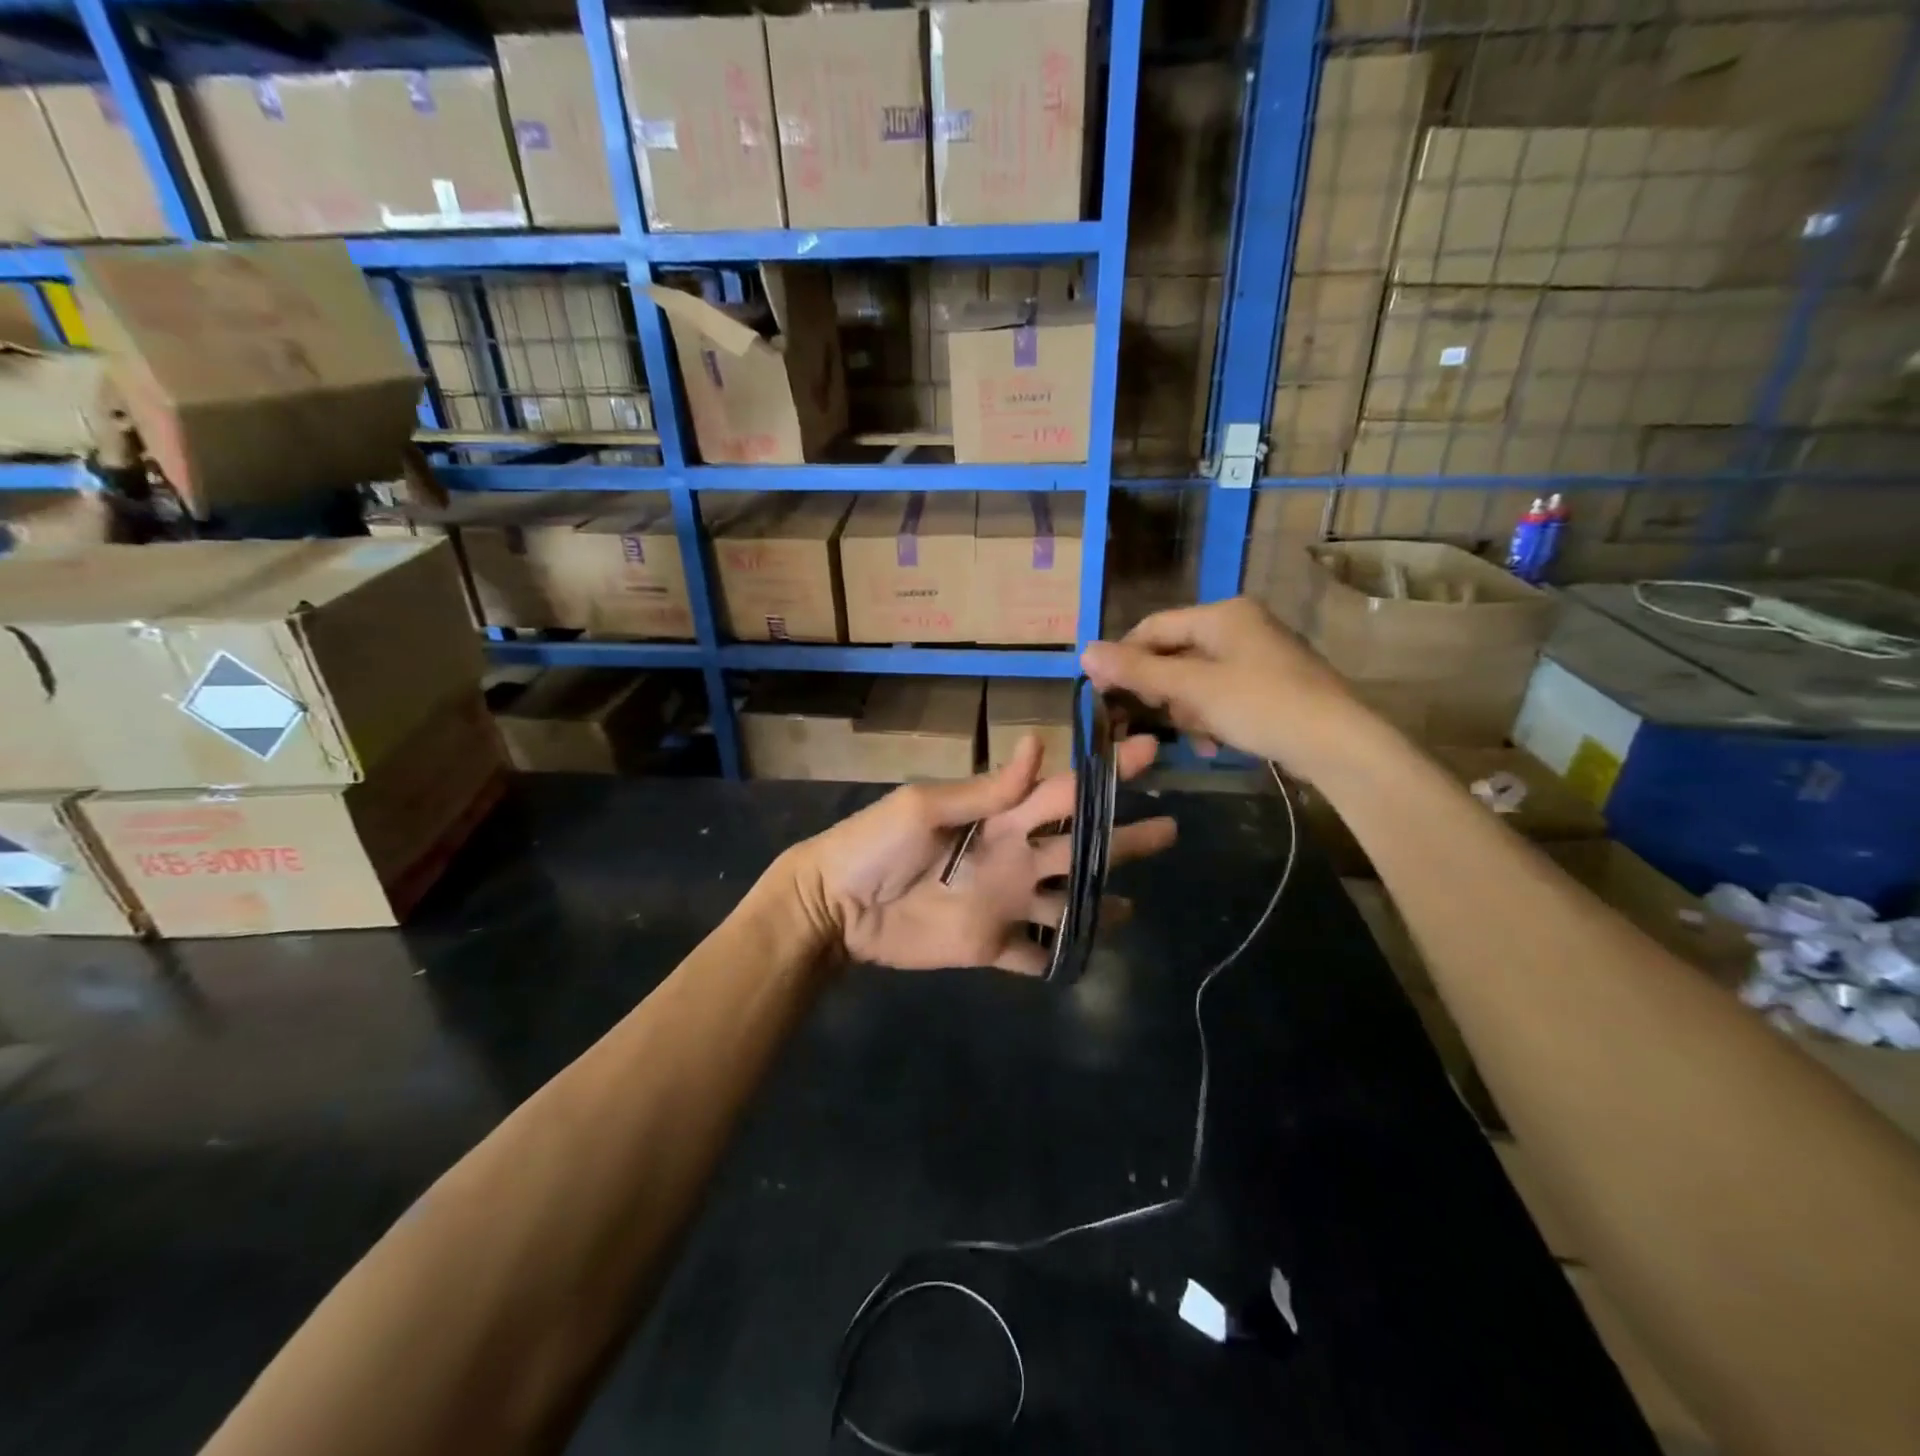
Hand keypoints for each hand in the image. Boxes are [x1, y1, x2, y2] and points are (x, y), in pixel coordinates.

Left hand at [785, 734, 1175, 973]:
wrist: (836, 907)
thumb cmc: (875, 845)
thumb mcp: (925, 807)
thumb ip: (985, 790)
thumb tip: (1036, 745)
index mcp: (999, 818)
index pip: (1063, 791)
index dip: (1104, 774)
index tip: (1146, 749)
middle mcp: (1012, 856)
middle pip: (1079, 846)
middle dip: (1122, 837)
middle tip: (1170, 830)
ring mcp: (1004, 903)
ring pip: (1067, 901)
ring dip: (1101, 903)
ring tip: (1136, 906)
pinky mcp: (990, 945)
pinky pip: (1034, 954)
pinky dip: (1060, 957)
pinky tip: (1089, 957)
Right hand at [1081, 596, 1381, 777]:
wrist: (1339, 744)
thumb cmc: (1262, 704)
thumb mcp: (1193, 688)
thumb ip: (1138, 671)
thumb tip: (1084, 652)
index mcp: (1223, 614)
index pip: (1154, 626)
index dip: (1124, 657)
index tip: (1103, 692)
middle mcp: (1240, 626)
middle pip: (1175, 654)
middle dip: (1162, 690)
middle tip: (1152, 719)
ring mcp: (1258, 657)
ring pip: (1197, 680)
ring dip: (1187, 710)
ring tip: (1196, 737)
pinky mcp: (1270, 686)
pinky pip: (1222, 695)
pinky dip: (1211, 717)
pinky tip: (1214, 744)